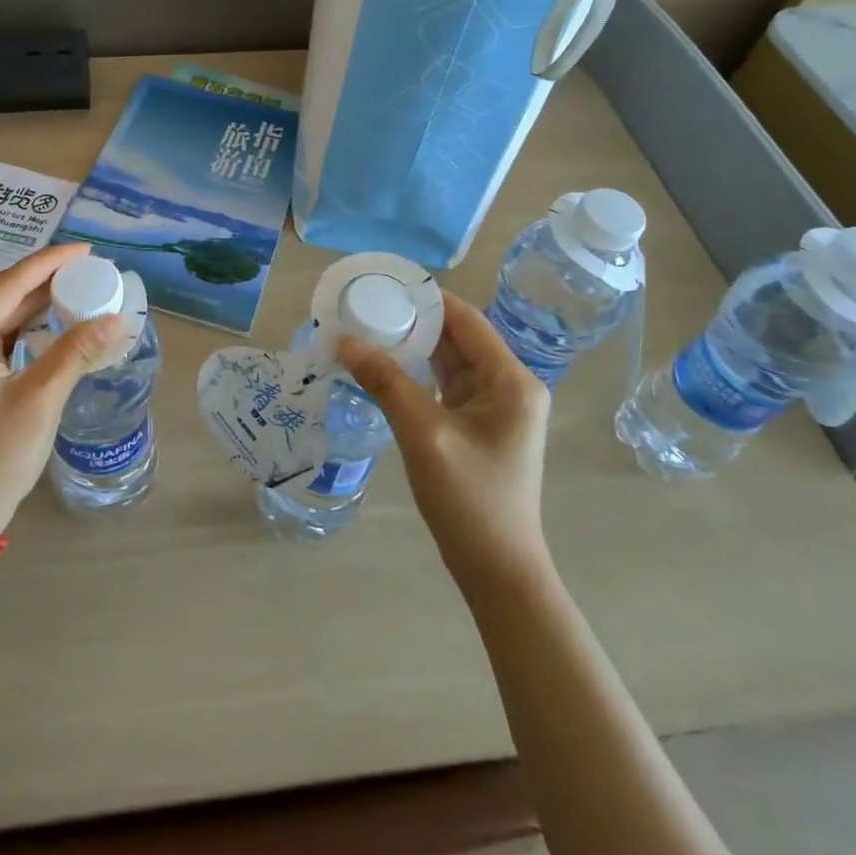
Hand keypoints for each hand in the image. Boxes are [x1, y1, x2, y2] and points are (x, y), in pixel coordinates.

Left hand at [0, 243, 125, 539]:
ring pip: (1, 316)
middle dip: (47, 281)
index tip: (88, 251)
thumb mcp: (39, 401)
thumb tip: (119, 318)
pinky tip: (56, 321)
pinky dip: (28, 328)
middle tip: (92, 270)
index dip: (50, 262)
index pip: (8, 285)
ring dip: (39, 303)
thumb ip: (77, 352)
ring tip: (81, 288)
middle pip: (2, 296)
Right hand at [338, 292, 551, 591]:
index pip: (466, 320)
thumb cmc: (470, 500)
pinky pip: (446, 385)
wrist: (497, 571)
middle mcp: (509, 386)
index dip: (427, 297)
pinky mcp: (480, 426)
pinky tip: (385, 365)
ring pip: (450, 361)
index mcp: (511, 381)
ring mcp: (496, 408)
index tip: (384, 283)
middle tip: (367, 304)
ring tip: (369, 327)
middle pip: (458, 337)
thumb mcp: (424, 434)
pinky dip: (418, 372)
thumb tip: (344, 339)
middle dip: (414, 320)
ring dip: (414, 345)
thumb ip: (385, 381)